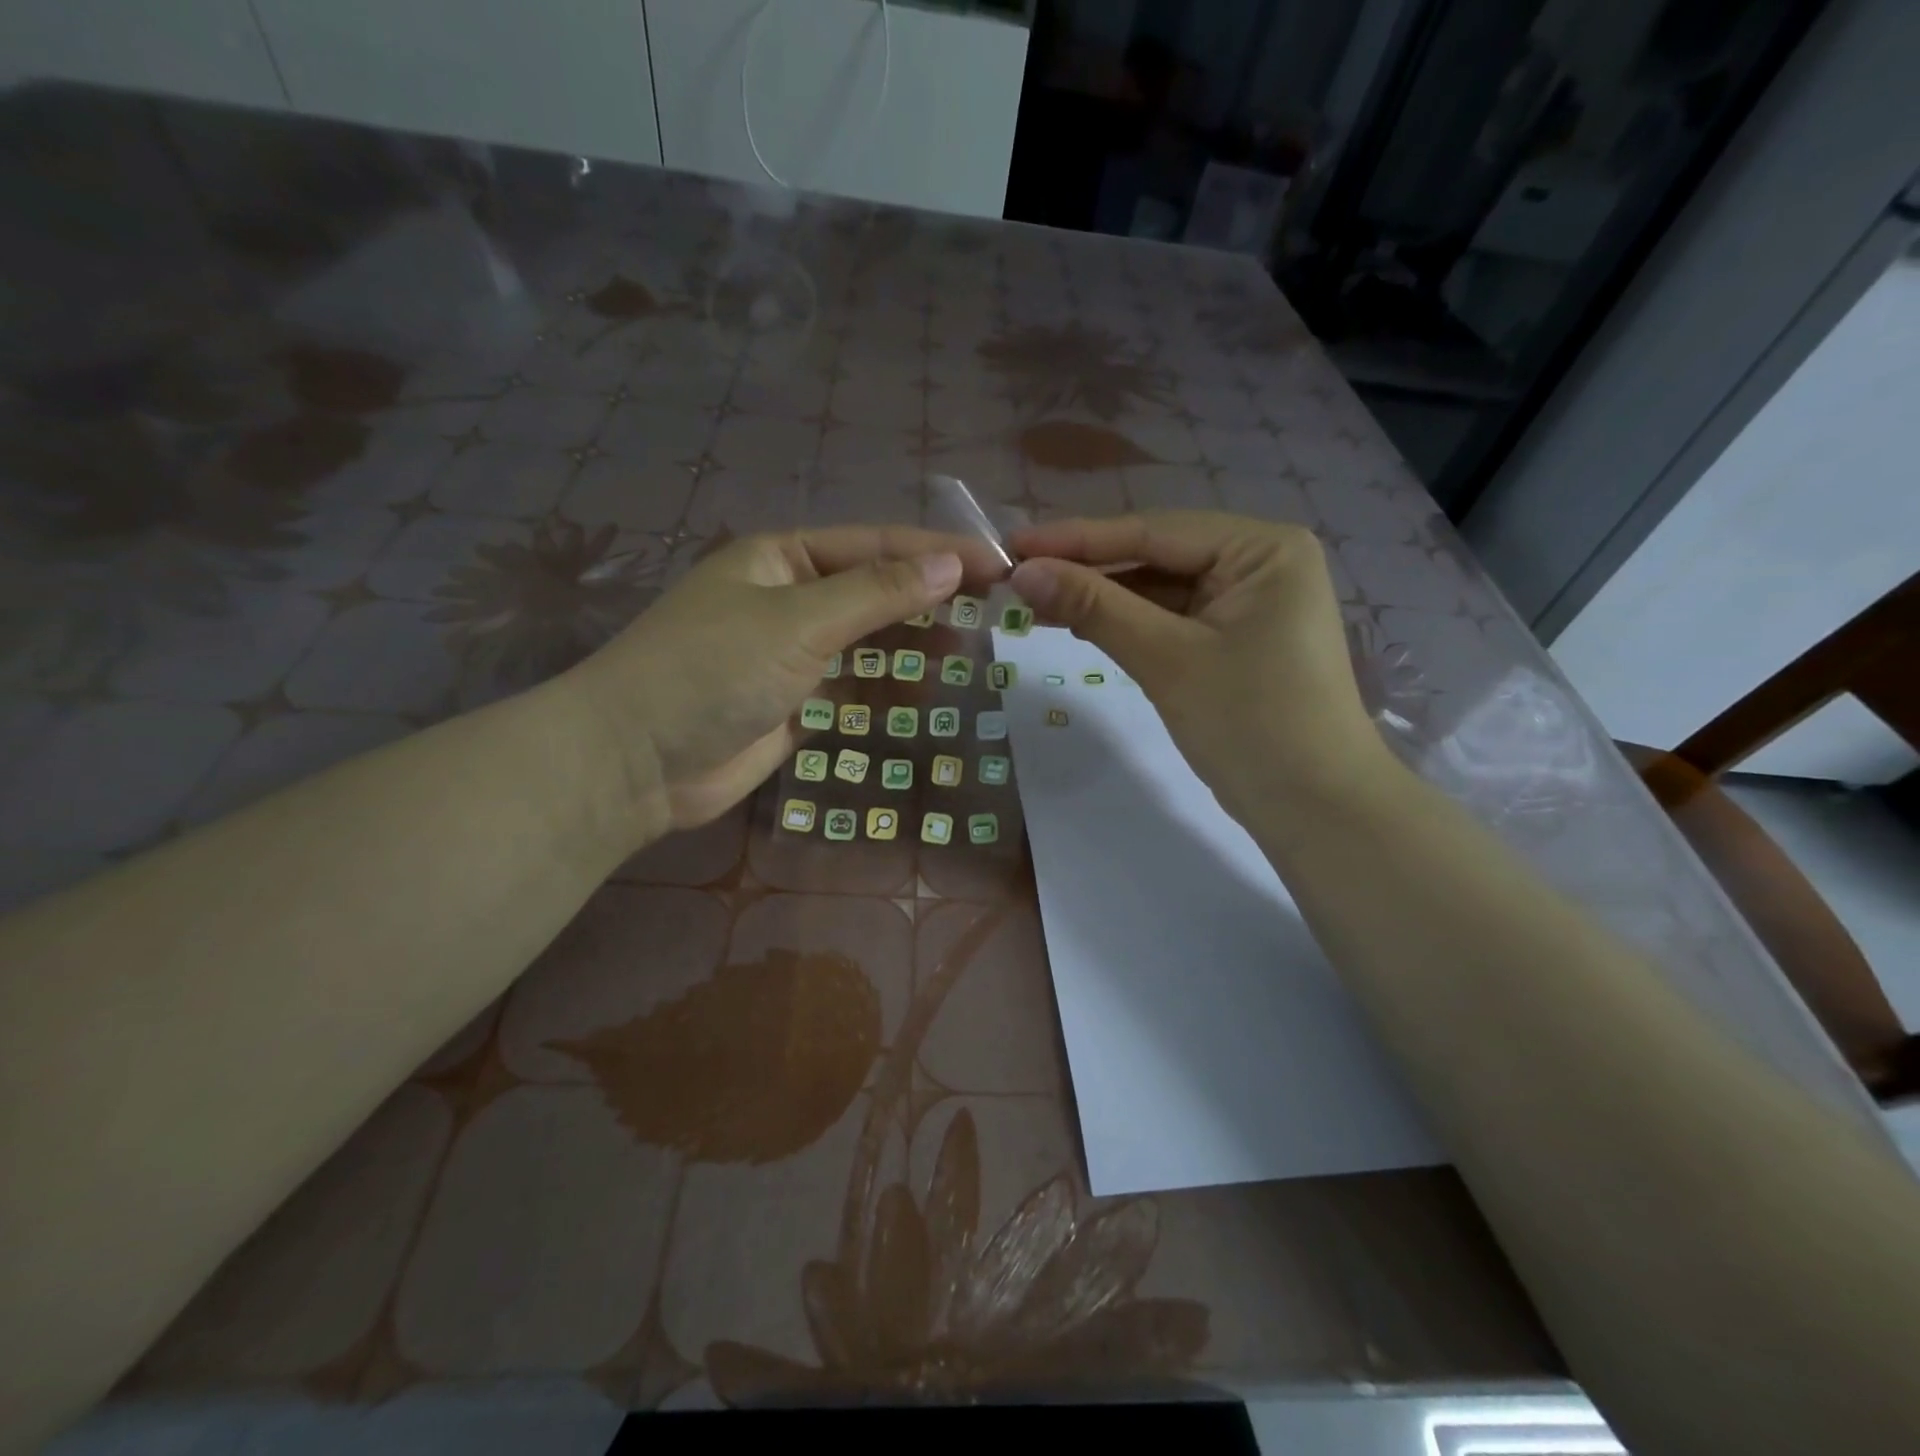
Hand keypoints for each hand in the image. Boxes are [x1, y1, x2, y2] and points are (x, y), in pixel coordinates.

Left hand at [567, 526, 1008, 837]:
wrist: (637, 761)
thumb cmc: (712, 669)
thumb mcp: (798, 621)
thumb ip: (877, 593)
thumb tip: (951, 563)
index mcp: (781, 558)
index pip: (875, 545)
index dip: (938, 552)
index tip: (998, 564)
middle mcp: (789, 599)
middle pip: (875, 592)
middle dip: (929, 602)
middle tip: (993, 615)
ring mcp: (791, 654)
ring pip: (868, 644)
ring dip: (913, 648)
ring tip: (969, 655)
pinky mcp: (795, 704)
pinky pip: (854, 689)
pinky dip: (888, 691)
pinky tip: (926, 696)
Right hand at [1006, 512, 1389, 829]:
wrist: (1316, 811)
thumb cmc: (1252, 725)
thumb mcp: (1167, 659)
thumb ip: (1095, 608)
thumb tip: (1023, 572)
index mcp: (1262, 548)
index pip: (1154, 531)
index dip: (1078, 539)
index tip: (1013, 545)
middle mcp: (1260, 562)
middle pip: (1156, 556)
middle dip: (1088, 570)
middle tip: (1016, 577)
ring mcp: (1250, 602)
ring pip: (1160, 589)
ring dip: (1102, 598)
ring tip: (1034, 601)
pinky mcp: (1236, 639)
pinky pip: (1172, 619)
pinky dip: (1128, 624)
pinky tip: (1080, 623)